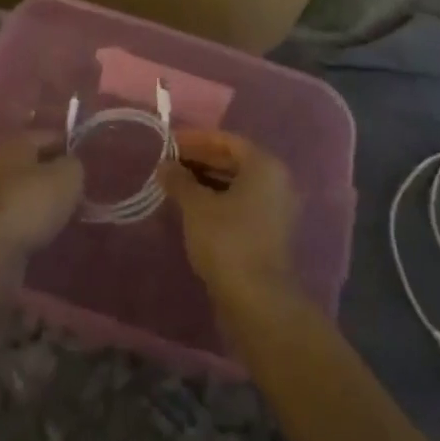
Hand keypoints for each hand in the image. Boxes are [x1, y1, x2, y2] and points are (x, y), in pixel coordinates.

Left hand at [0, 132, 83, 258]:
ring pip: (21, 190)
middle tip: (78, 190)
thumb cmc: (30, 202)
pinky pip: (12, 215)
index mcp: (15, 141)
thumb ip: (74, 166)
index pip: (50, 136)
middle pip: (32, 163)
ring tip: (63, 213)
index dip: (71, 147)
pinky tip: (43, 231)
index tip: (88, 164)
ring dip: (39, 199)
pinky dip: (27, 220)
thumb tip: (71, 166)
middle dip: (53, 175)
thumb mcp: (67, 178)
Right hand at [161, 131, 299, 307]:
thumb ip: (179, 180)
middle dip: (200, 160)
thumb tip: (164, 165)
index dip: (196, 139)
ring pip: (235, 184)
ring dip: (205, 181)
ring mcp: (274, 210)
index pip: (227, 141)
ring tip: (174, 184)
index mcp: (264, 166)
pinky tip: (190, 208)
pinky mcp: (267, 234)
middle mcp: (275, 182)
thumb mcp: (196, 206)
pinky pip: (239, 204)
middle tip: (168, 163)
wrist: (257, 301)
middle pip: (233, 161)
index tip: (169, 142)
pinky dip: (216, 200)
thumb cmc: (227, 241)